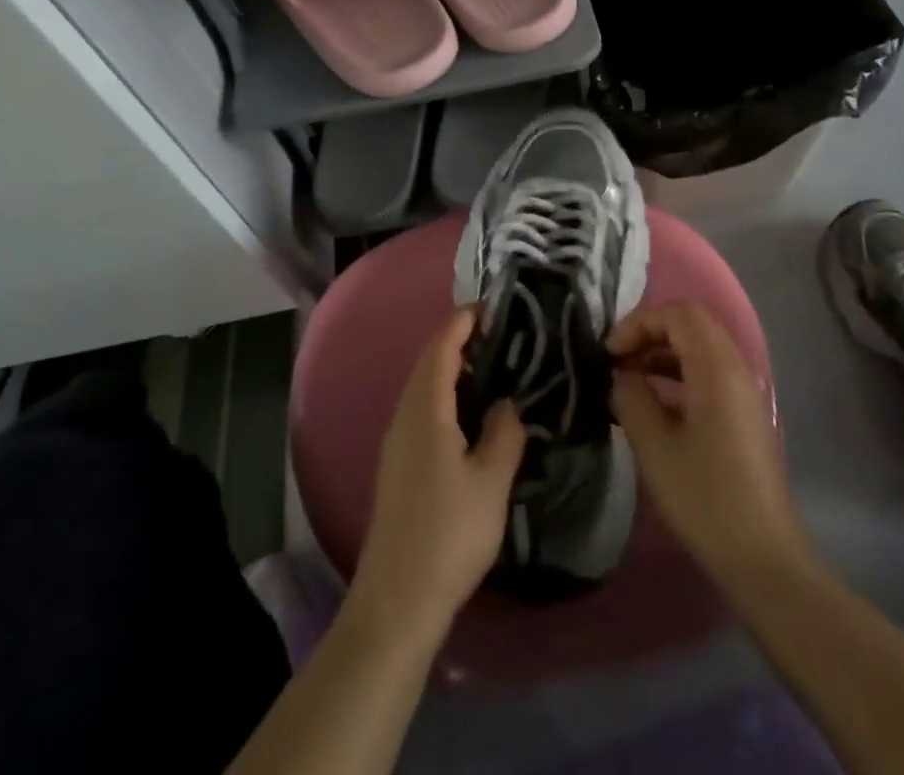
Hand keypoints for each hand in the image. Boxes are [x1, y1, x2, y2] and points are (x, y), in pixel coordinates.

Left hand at [352, 308, 526, 635]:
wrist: (398, 596)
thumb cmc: (450, 532)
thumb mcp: (491, 481)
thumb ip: (504, 433)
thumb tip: (508, 403)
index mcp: (426, 410)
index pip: (441, 348)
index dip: (462, 323)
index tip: (488, 307)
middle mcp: (404, 415)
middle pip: (427, 363)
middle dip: (456, 341)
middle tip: (495, 335)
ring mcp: (395, 440)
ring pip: (421, 387)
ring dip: (448, 368)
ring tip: (486, 368)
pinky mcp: (395, 463)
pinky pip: (419, 409)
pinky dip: (441, 394)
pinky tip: (464, 415)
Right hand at [610, 301, 813, 589]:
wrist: (763, 559)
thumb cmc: (705, 497)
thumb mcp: (653, 445)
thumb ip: (630, 396)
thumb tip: (621, 375)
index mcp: (716, 368)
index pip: (678, 313)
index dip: (639, 323)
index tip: (610, 354)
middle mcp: (736, 369)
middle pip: (691, 324)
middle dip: (649, 333)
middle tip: (617, 360)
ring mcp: (745, 393)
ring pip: (700, 348)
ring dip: (663, 353)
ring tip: (629, 380)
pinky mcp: (745, 416)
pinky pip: (709, 374)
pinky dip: (678, 374)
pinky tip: (655, 405)